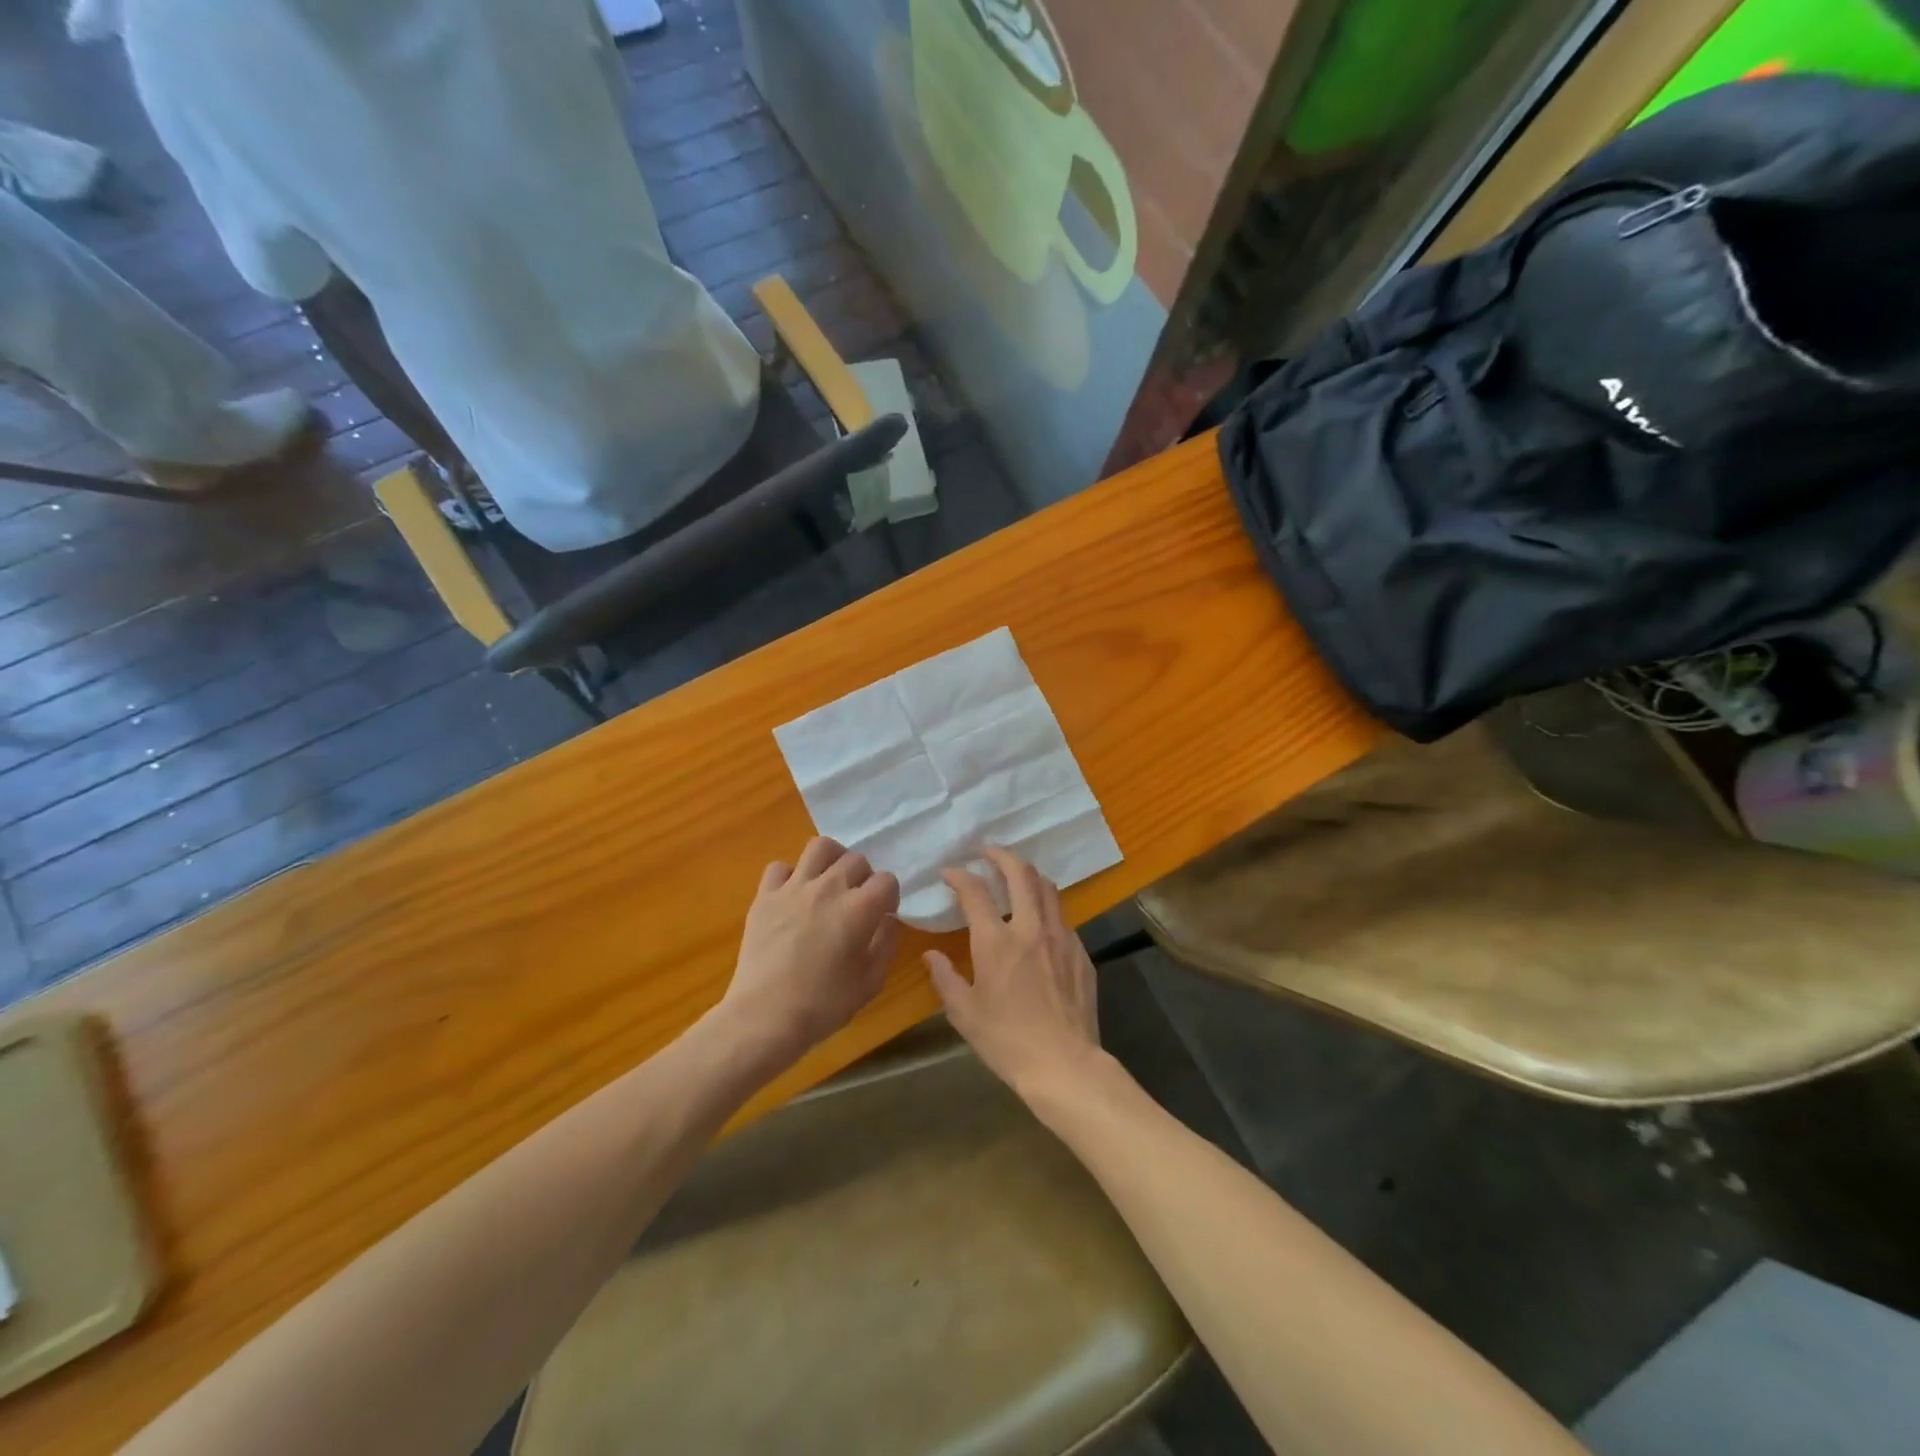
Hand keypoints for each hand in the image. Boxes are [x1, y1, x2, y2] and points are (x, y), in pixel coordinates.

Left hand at [721, 837, 899, 1068]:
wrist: (765, 1016)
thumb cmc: (824, 1004)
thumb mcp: (871, 982)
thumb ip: (886, 944)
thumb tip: (887, 920)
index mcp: (859, 908)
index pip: (887, 881)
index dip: (890, 896)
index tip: (884, 914)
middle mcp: (829, 888)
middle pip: (856, 860)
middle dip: (864, 878)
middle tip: (858, 901)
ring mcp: (793, 888)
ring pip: (820, 847)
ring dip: (832, 860)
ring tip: (830, 881)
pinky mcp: (765, 896)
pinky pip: (780, 868)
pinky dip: (790, 876)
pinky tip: (793, 896)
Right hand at [925, 847, 1102, 1096]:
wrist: (1064, 1064)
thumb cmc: (1007, 1041)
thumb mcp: (964, 1013)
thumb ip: (945, 978)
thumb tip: (930, 956)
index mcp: (996, 941)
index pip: (975, 892)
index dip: (960, 876)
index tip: (949, 873)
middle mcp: (1031, 928)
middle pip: (1020, 874)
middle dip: (1001, 855)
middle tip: (988, 851)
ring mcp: (1061, 937)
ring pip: (1048, 888)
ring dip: (1029, 874)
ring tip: (1016, 874)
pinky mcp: (1080, 953)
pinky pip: (1063, 917)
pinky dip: (1047, 907)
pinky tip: (1041, 921)